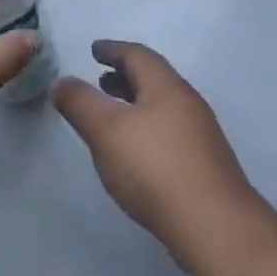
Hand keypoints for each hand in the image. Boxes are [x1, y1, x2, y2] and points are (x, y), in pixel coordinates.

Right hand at [53, 41, 258, 263]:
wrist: (214, 226)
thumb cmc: (155, 168)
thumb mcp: (106, 130)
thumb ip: (81, 103)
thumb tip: (62, 82)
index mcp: (166, 87)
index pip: (137, 55)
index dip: (113, 49)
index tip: (95, 49)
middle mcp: (187, 103)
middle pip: (153, 79)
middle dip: (125, 76)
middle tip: (101, 79)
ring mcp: (200, 135)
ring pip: (162, 106)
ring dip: (136, 102)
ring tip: (113, 115)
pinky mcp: (204, 165)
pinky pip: (169, 131)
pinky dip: (147, 127)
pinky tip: (136, 152)